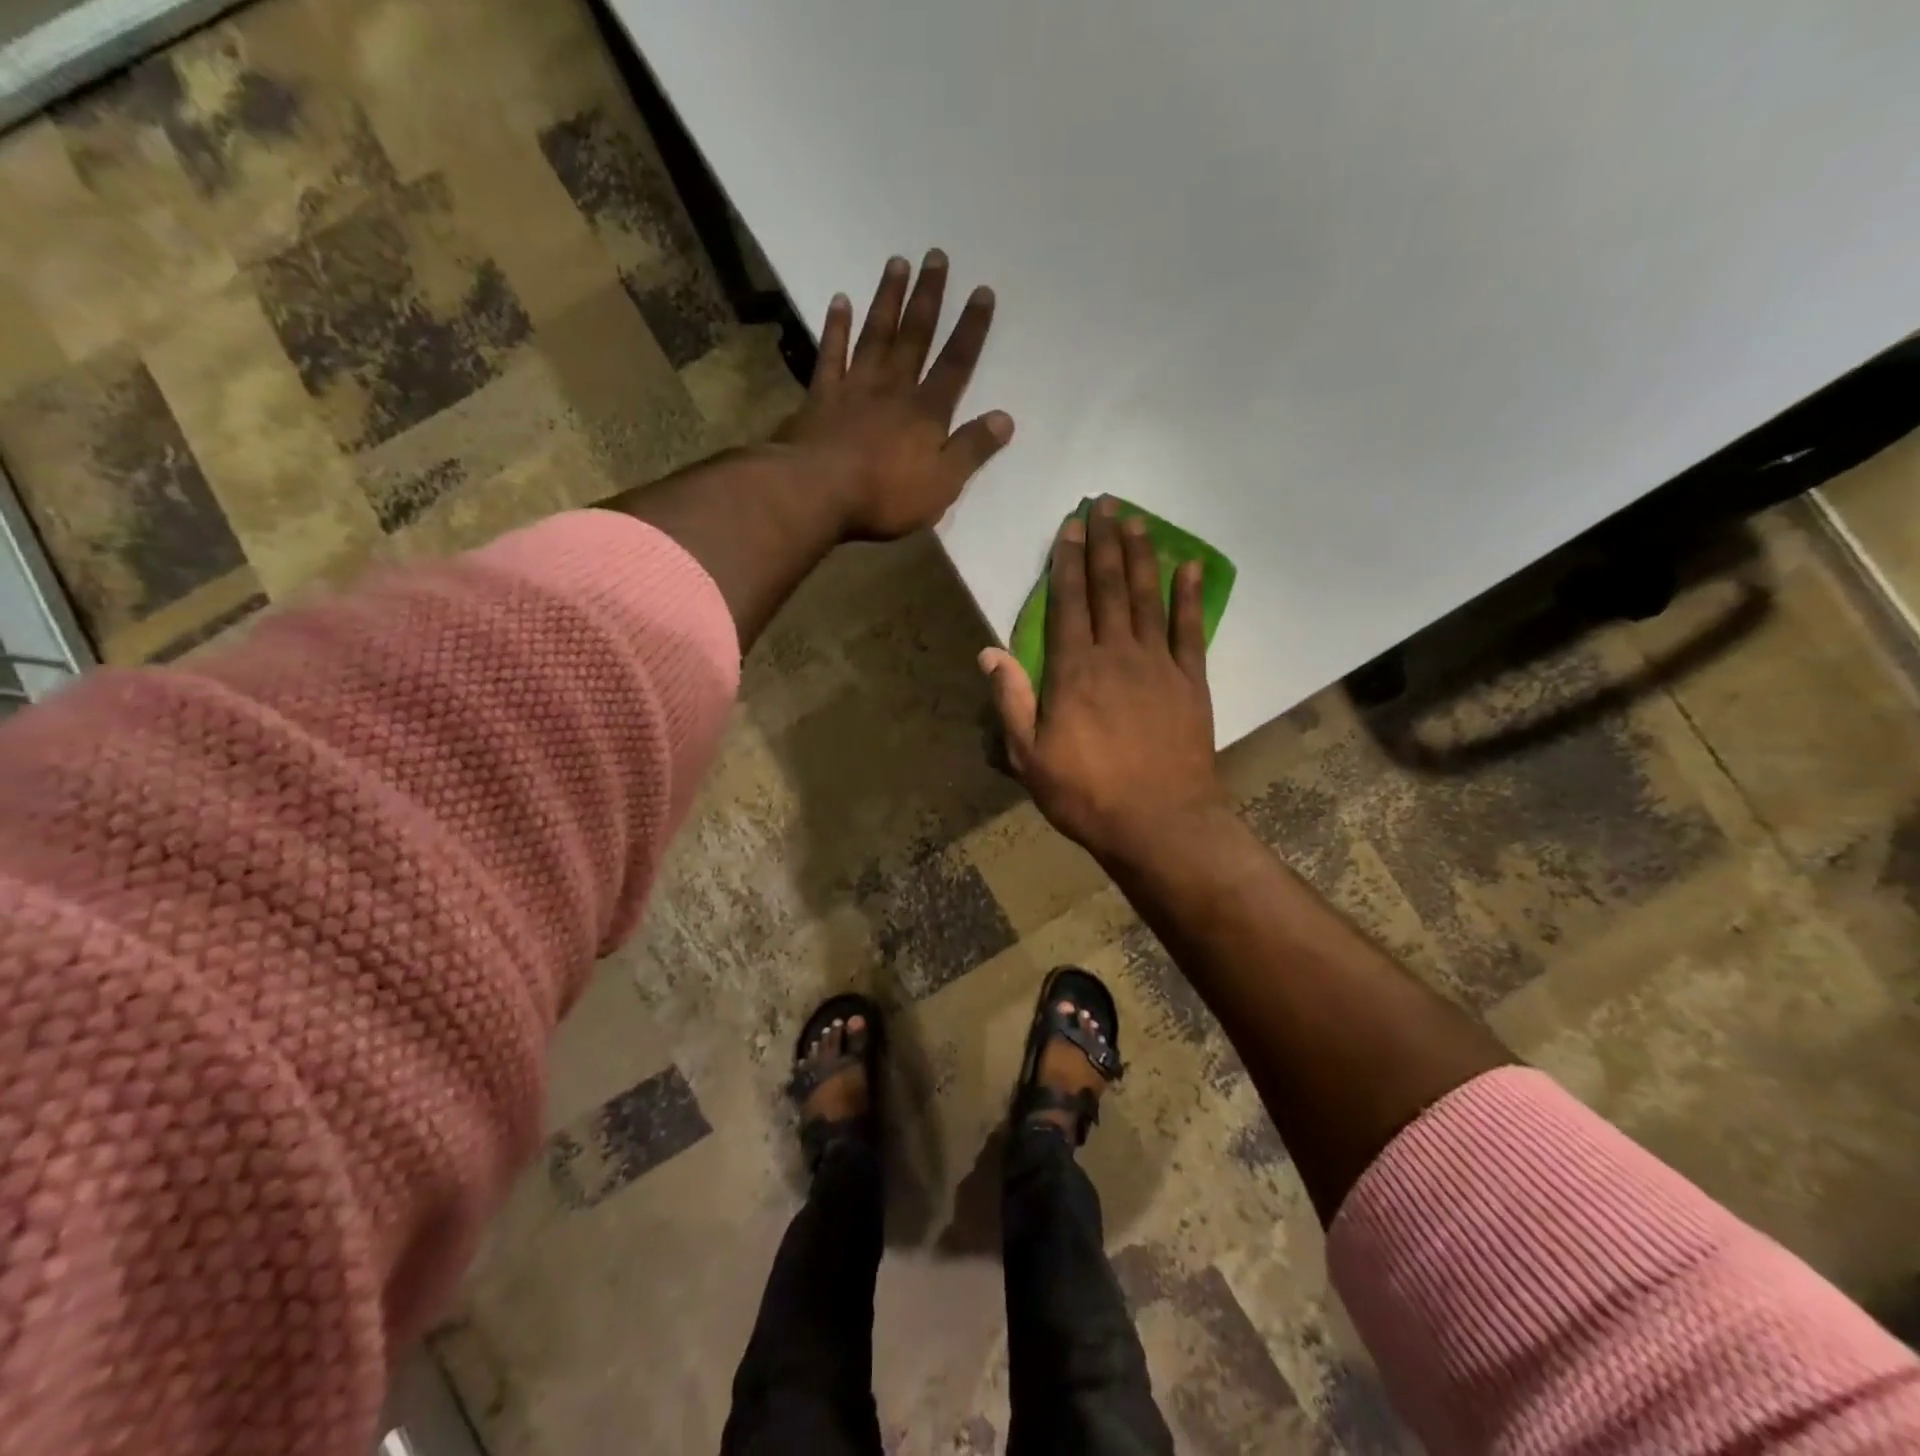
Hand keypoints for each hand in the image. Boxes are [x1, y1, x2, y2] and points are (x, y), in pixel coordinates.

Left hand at [776, 251, 1013, 539]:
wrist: (817, 492)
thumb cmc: (885, 495)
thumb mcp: (942, 484)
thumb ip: (972, 450)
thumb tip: (1005, 418)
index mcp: (926, 413)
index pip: (955, 365)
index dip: (970, 329)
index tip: (982, 291)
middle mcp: (893, 389)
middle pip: (915, 337)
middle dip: (928, 297)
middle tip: (936, 256)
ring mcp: (854, 388)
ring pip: (875, 335)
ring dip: (888, 299)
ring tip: (897, 262)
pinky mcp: (820, 397)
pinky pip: (830, 354)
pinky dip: (836, 327)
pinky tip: (840, 300)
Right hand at [981, 497, 1229, 867]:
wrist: (1159, 823)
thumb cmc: (1085, 794)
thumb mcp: (1029, 756)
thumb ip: (1011, 700)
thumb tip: (990, 651)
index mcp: (1074, 671)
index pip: (1068, 603)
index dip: (1067, 562)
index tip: (1069, 526)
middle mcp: (1116, 655)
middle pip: (1109, 588)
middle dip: (1104, 543)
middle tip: (1105, 504)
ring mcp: (1158, 664)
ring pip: (1147, 597)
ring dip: (1141, 556)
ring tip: (1136, 520)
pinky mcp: (1191, 681)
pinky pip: (1190, 629)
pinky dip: (1189, 596)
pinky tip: (1188, 567)